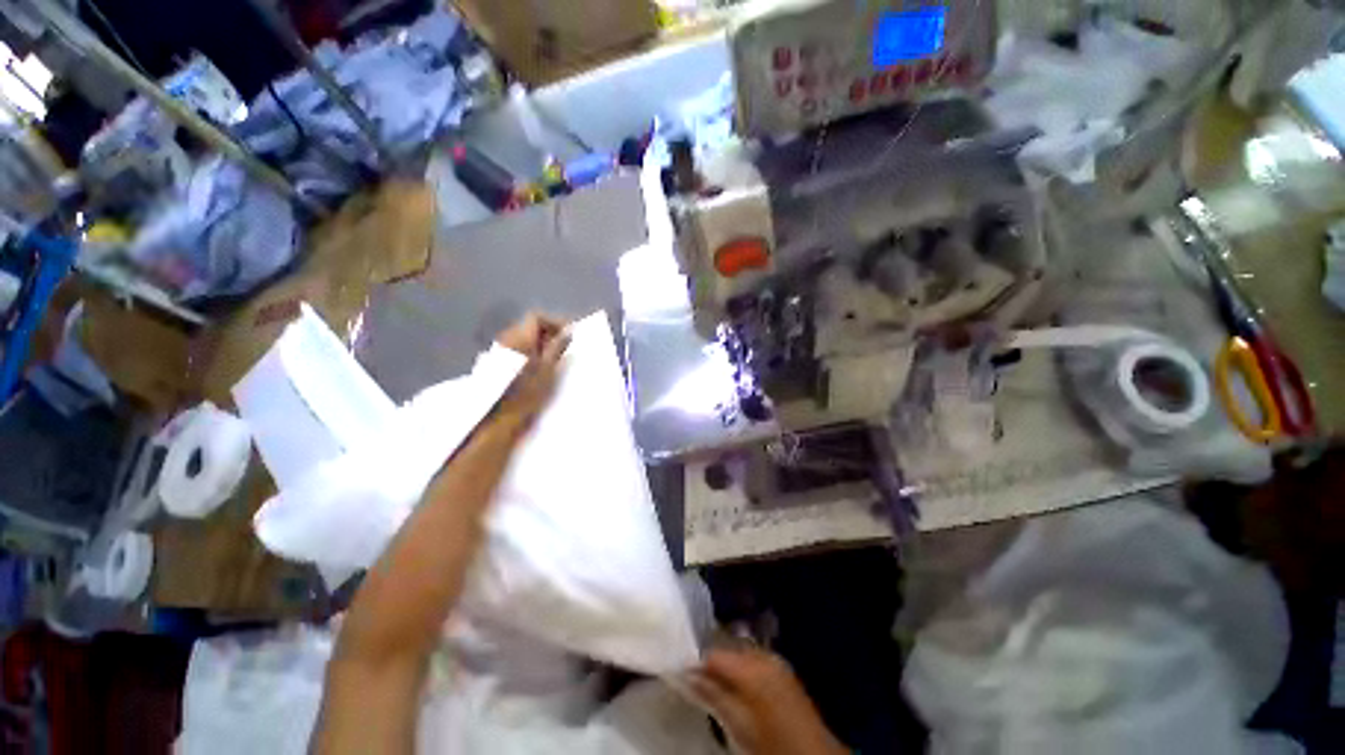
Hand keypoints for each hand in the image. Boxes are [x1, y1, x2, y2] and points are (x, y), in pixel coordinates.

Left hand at [493, 313, 569, 430]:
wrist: (500, 417)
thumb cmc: (528, 392)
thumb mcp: (549, 369)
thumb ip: (558, 348)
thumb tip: (567, 333)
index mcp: (520, 337)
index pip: (536, 317)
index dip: (554, 322)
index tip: (568, 333)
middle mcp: (506, 339)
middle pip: (528, 326)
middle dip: (547, 332)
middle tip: (564, 345)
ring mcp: (499, 351)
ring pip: (521, 337)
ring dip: (538, 342)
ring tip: (553, 357)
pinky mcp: (496, 364)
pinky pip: (516, 348)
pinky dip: (529, 351)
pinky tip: (537, 366)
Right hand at [687, 646, 846, 754]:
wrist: (813, 754)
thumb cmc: (771, 743)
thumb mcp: (738, 726)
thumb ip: (713, 696)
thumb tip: (686, 675)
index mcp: (750, 667)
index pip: (714, 655)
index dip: (697, 664)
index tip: (682, 675)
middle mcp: (762, 655)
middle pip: (728, 650)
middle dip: (712, 665)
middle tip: (695, 681)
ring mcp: (775, 660)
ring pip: (740, 653)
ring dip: (727, 667)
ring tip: (714, 686)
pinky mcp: (782, 668)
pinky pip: (754, 659)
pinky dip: (742, 669)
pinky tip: (737, 687)